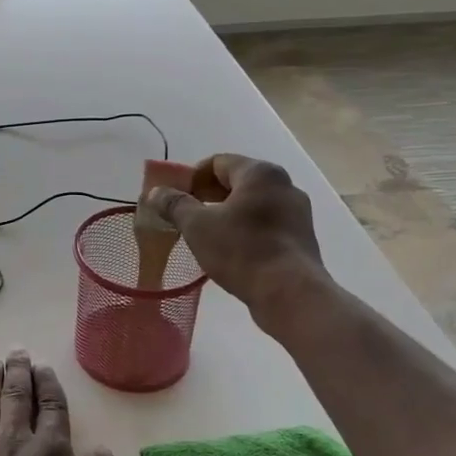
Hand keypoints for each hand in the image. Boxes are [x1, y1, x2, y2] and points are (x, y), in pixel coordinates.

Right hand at [146, 153, 332, 337]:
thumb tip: (155, 192)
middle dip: (206, 196)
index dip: (190, 177)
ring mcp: (297, 212)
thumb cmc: (241, 250)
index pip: (217, 162)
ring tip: (204, 236)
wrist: (290, 294)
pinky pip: (265, 224)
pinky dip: (244, 230)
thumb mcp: (197, 226)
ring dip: (225, 214)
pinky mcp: (301, 238)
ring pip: (251, 204)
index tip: (174, 199)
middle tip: (184, 217)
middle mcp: (284, 185)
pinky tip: (229, 251)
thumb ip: (174, 204)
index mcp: (260, 173)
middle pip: (236, 182)